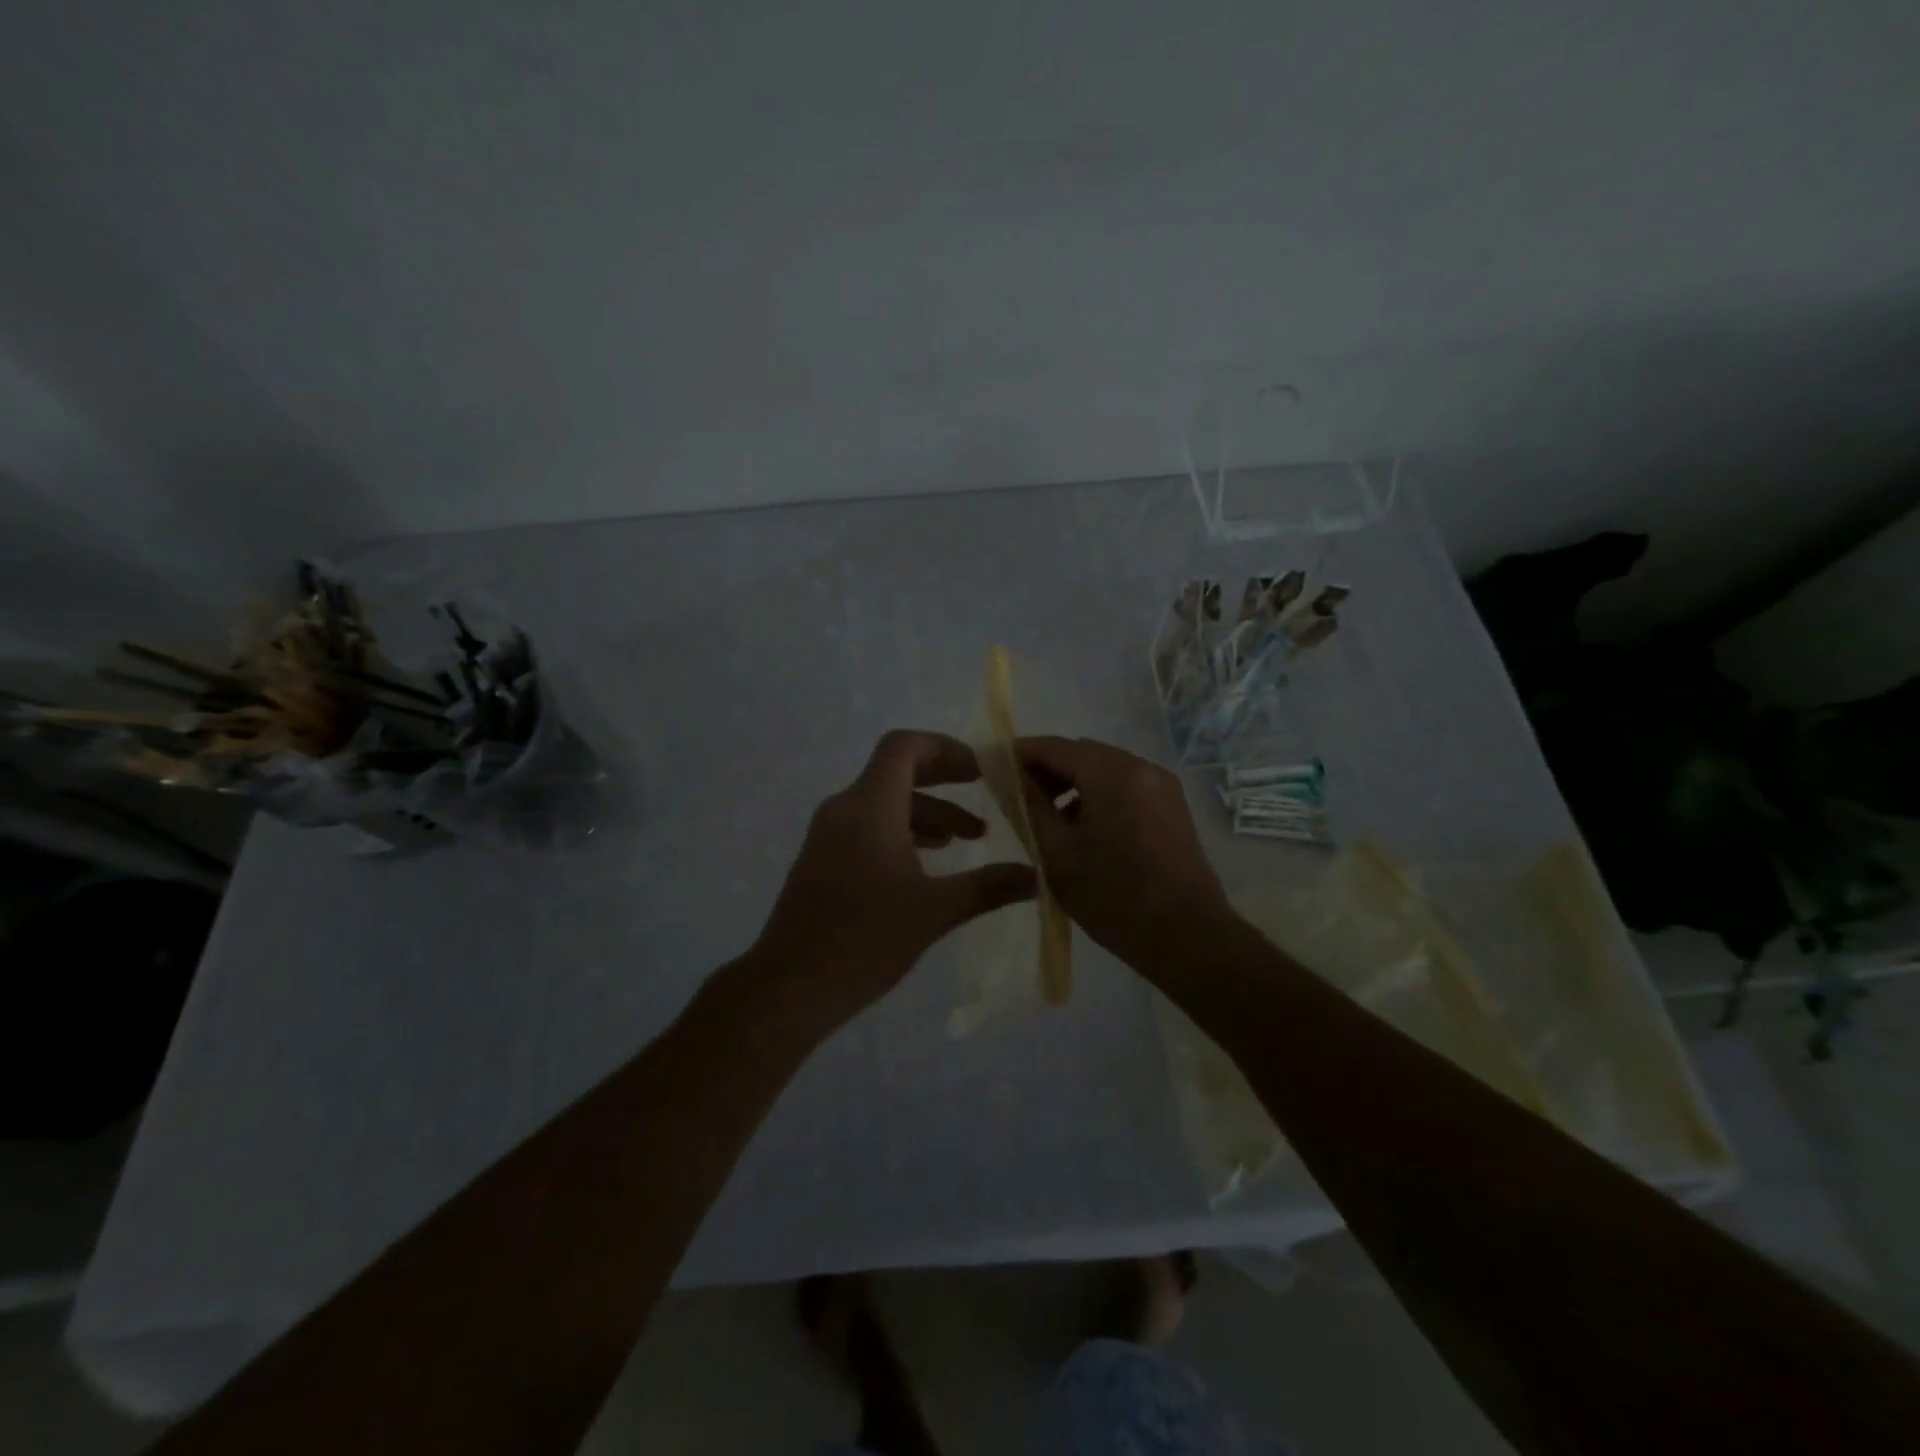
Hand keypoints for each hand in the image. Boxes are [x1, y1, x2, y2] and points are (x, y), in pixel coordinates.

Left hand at [752, 730, 1037, 1030]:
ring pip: (884, 803)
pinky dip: (902, 832)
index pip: (904, 747)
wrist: (790, 986)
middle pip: (896, 771)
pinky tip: (928, 863)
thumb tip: (1037, 876)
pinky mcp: (823, 860)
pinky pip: (868, 827)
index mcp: (870, 805)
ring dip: (928, 813)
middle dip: (943, 779)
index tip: (981, 770)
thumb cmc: (865, 938)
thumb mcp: (935, 910)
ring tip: (968, 839)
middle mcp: (845, 808)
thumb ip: (988, 886)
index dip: (945, 748)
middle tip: (982, 792)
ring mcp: (828, 835)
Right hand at [1015, 736, 1232, 969]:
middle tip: (1018, 798)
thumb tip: (1012, 777)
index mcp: (1112, 773)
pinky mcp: (1172, 806)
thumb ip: (1030, 806)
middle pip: (1082, 754)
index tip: (994, 768)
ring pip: (1105, 770)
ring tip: (1049, 819)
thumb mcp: (1057, 853)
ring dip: (1073, 784)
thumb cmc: (1113, 897)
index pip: (1055, 746)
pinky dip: (1099, 796)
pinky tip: (1085, 830)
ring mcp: (1162, 785)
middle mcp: (1141, 767)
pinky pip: (1125, 786)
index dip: (1021, 754)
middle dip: (1048, 770)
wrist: (1189, 938)